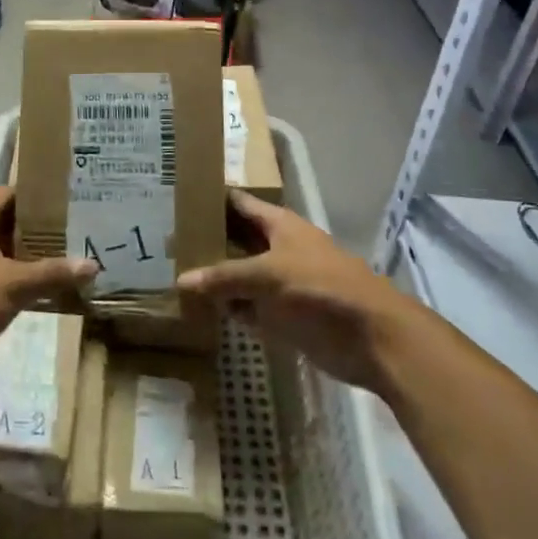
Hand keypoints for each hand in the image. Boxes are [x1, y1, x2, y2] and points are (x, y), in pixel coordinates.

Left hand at [0, 187, 94, 398]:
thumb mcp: (14, 287)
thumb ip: (52, 274)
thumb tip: (92, 264)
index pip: (6, 192)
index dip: (34, 196)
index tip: (63, 207)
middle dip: (30, 230)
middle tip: (65, 240)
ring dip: (14, 258)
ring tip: (50, 268)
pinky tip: (20, 297)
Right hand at [178, 191, 412, 399]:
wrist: (372, 338)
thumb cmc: (319, 289)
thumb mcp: (267, 276)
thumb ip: (224, 277)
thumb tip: (182, 279)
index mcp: (280, 225)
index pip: (239, 203)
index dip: (212, 200)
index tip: (178, 200)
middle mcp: (279, 248)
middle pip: (238, 240)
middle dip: (208, 242)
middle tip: (165, 244)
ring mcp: (283, 283)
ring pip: (241, 276)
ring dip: (216, 280)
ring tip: (173, 276)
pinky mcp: (286, 316)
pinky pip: (250, 308)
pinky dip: (230, 310)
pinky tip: (202, 311)